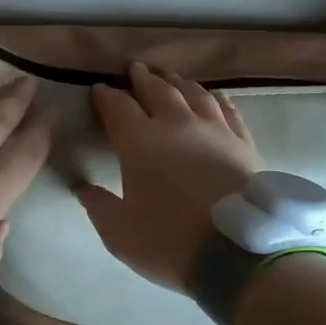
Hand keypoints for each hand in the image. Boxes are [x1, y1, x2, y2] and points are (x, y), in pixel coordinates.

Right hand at [75, 61, 261, 291]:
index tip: (98, 89)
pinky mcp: (242, 141)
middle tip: (135, 69)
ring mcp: (214, 129)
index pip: (117, 107)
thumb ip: (98, 206)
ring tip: (169, 77)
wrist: (239, 255)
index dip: (105, 95)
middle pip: (157, 90)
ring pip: (193, 93)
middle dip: (142, 78)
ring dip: (177, 81)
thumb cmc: (170, 242)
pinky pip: (227, 109)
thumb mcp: (120, 233)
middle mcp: (176, 124)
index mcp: (140, 142)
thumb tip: (83, 187)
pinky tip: (213, 95)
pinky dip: (216, 97)